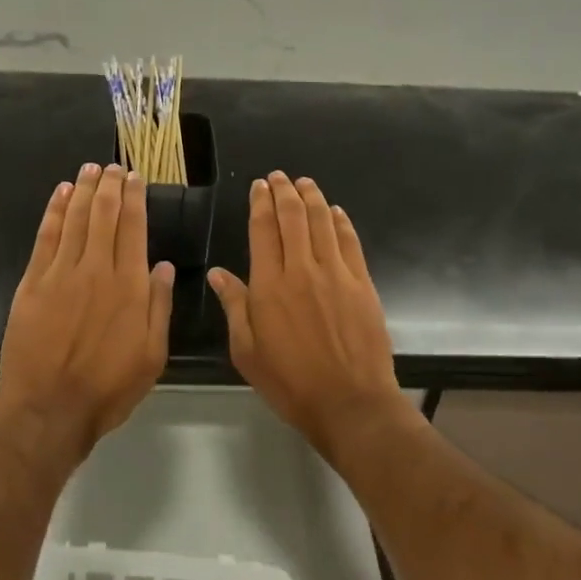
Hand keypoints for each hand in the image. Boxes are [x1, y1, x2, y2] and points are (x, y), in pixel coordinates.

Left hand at [0, 163, 174, 456]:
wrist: (49, 408)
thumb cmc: (108, 387)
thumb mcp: (152, 355)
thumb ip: (159, 306)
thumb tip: (162, 266)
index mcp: (130, 286)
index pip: (134, 228)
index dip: (134, 199)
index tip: (135, 178)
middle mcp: (97, 269)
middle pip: (104, 215)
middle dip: (110, 186)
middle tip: (113, 167)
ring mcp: (62, 273)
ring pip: (76, 219)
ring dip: (84, 190)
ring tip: (90, 169)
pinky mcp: (33, 282)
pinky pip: (46, 236)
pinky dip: (55, 211)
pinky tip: (61, 194)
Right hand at [208, 172, 405, 456]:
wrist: (350, 402)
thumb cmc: (290, 382)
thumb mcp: (247, 351)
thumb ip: (234, 306)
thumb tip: (218, 273)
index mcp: (269, 285)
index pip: (263, 230)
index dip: (260, 203)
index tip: (259, 186)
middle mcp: (302, 269)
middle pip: (293, 217)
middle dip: (284, 191)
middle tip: (279, 176)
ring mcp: (336, 274)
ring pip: (322, 222)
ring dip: (312, 198)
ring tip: (304, 182)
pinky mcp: (362, 283)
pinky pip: (350, 242)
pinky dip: (340, 222)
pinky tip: (335, 211)